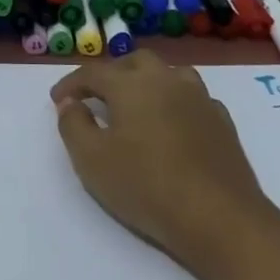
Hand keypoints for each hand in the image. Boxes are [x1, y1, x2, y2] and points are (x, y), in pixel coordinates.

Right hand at [52, 51, 273, 279]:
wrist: (220, 218)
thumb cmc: (146, 186)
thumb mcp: (91, 160)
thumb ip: (73, 125)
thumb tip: (70, 104)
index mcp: (131, 84)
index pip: (93, 72)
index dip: (71, 83)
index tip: (57, 99)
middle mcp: (166, 80)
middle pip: (134, 61)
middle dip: (111, 73)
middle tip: (96, 95)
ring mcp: (199, 98)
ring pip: (169, 73)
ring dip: (147, 81)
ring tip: (136, 103)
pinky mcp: (222, 121)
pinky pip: (192, 97)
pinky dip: (175, 101)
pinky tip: (171, 123)